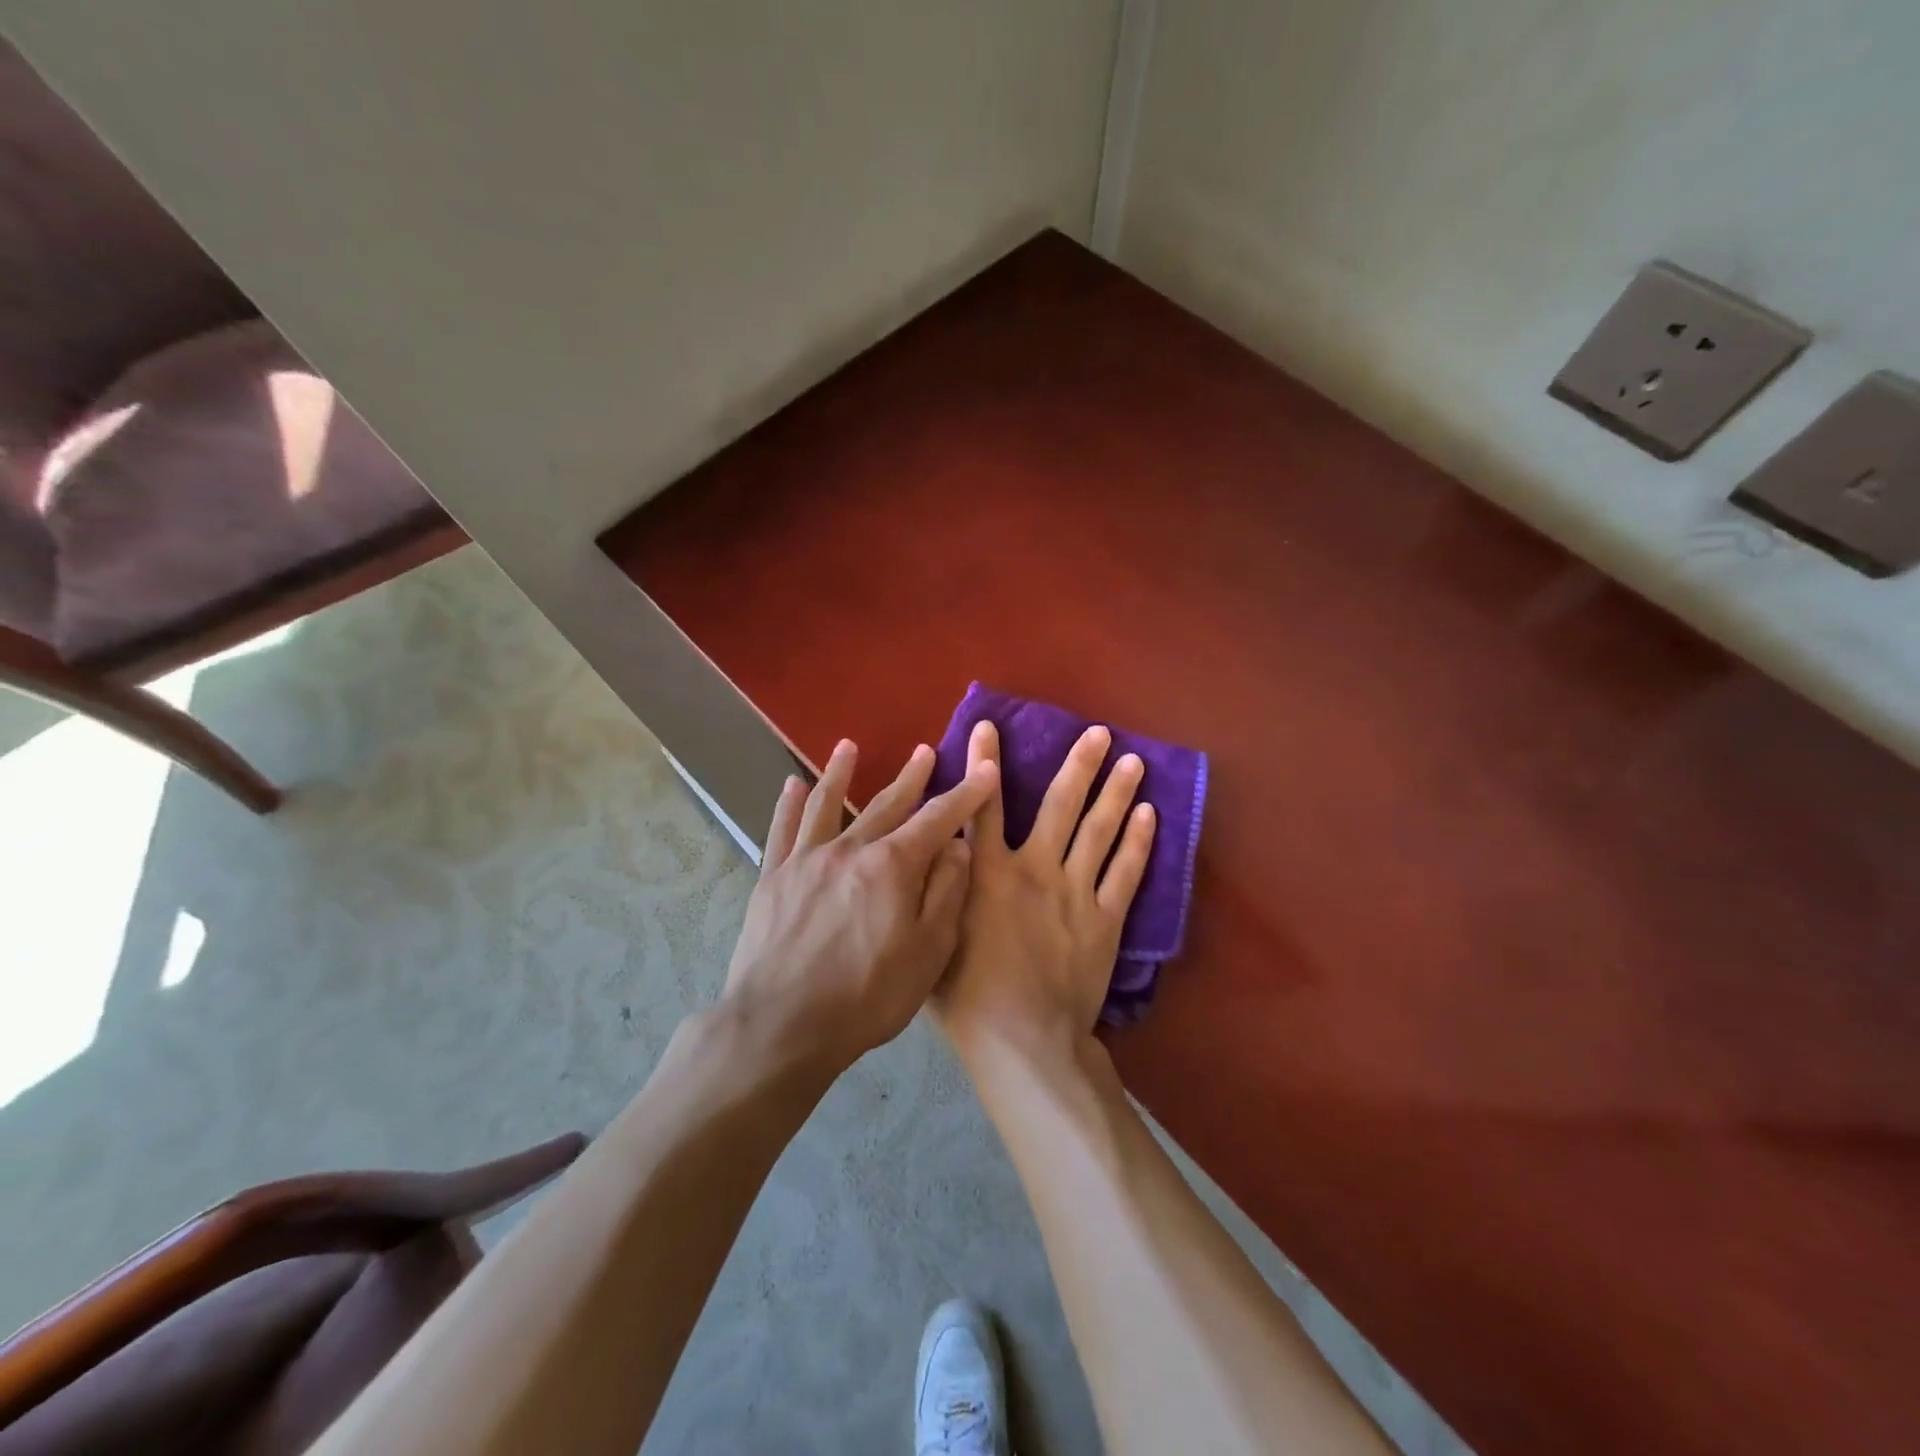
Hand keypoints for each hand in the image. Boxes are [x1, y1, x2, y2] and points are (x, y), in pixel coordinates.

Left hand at [720, 738, 998, 1074]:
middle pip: (887, 803)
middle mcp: (851, 849)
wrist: (781, 1026)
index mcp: (893, 866)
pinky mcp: (774, 877)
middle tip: (924, 751)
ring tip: (848, 746)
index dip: (965, 794)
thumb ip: (945, 894)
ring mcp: (807, 860)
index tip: (984, 770)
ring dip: (841, 772)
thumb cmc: (866, 996)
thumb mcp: (927, 953)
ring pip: (829, 804)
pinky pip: (782, 830)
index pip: (938, 819)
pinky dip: (788, 804)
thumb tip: (957, 847)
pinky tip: (792, 784)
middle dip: (911, 777)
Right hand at [932, 720, 1156, 1068]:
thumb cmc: (967, 998)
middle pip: (1061, 806)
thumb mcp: (935, 938)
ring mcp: (1076, 892)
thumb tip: (939, 851)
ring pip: (1100, 831)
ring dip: (1117, 792)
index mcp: (989, 873)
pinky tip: (1151, 815)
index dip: (984, 763)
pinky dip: (1138, 842)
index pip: (984, 806)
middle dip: (1079, 765)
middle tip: (1099, 733)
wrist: (1024, 1041)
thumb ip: (938, 891)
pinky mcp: (1106, 919)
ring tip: (1134, 760)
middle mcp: (1036, 869)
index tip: (990, 725)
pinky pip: (1126, 873)